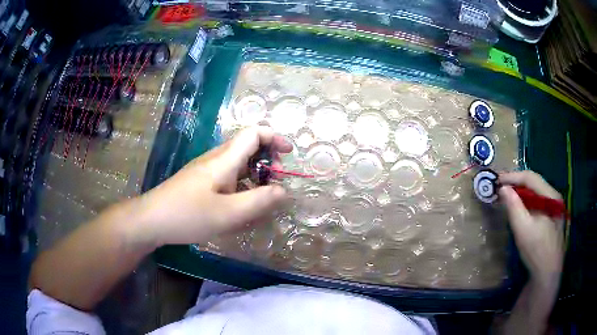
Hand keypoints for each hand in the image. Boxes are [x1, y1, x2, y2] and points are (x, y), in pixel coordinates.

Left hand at [136, 126, 291, 246]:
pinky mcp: (201, 182)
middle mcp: (216, 159)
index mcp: (224, 160)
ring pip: (238, 164)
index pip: (253, 133)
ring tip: (261, 200)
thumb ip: (259, 202)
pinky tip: (240, 207)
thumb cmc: (188, 215)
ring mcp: (207, 171)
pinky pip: (228, 177)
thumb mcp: (228, 213)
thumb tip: (283, 190)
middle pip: (248, 147)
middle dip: (268, 161)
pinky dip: (242, 186)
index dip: (274, 137)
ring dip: (255, 176)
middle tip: (275, 185)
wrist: (152, 220)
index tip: (289, 154)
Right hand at [498, 171, 563, 287]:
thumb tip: (503, 188)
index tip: (496, 180)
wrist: (547, 273)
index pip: (530, 178)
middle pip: (533, 183)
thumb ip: (513, 206)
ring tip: (507, 196)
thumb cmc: (536, 250)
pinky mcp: (551, 217)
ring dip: (520, 193)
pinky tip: (519, 208)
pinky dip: (526, 202)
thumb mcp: (523, 229)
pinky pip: (537, 202)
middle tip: (500, 187)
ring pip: (535, 193)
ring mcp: (554, 207)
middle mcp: (554, 197)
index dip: (512, 177)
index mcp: (550, 195)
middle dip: (516, 183)